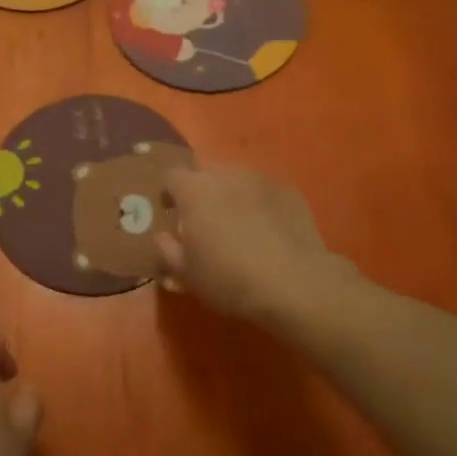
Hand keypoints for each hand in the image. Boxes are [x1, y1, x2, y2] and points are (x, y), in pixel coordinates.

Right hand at [154, 165, 344, 323]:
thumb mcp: (186, 274)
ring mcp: (261, 181)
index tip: (171, 213)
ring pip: (237, 179)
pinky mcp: (290, 192)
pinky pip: (265, 192)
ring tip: (237, 224)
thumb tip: (162, 237)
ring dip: (230, 195)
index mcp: (194, 191)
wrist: (294, 284)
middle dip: (200, 189)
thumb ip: (166, 251)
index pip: (171, 176)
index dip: (168, 193)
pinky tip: (267, 231)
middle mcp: (226, 176)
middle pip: (205, 171)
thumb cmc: (228, 278)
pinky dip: (260, 204)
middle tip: (202, 219)